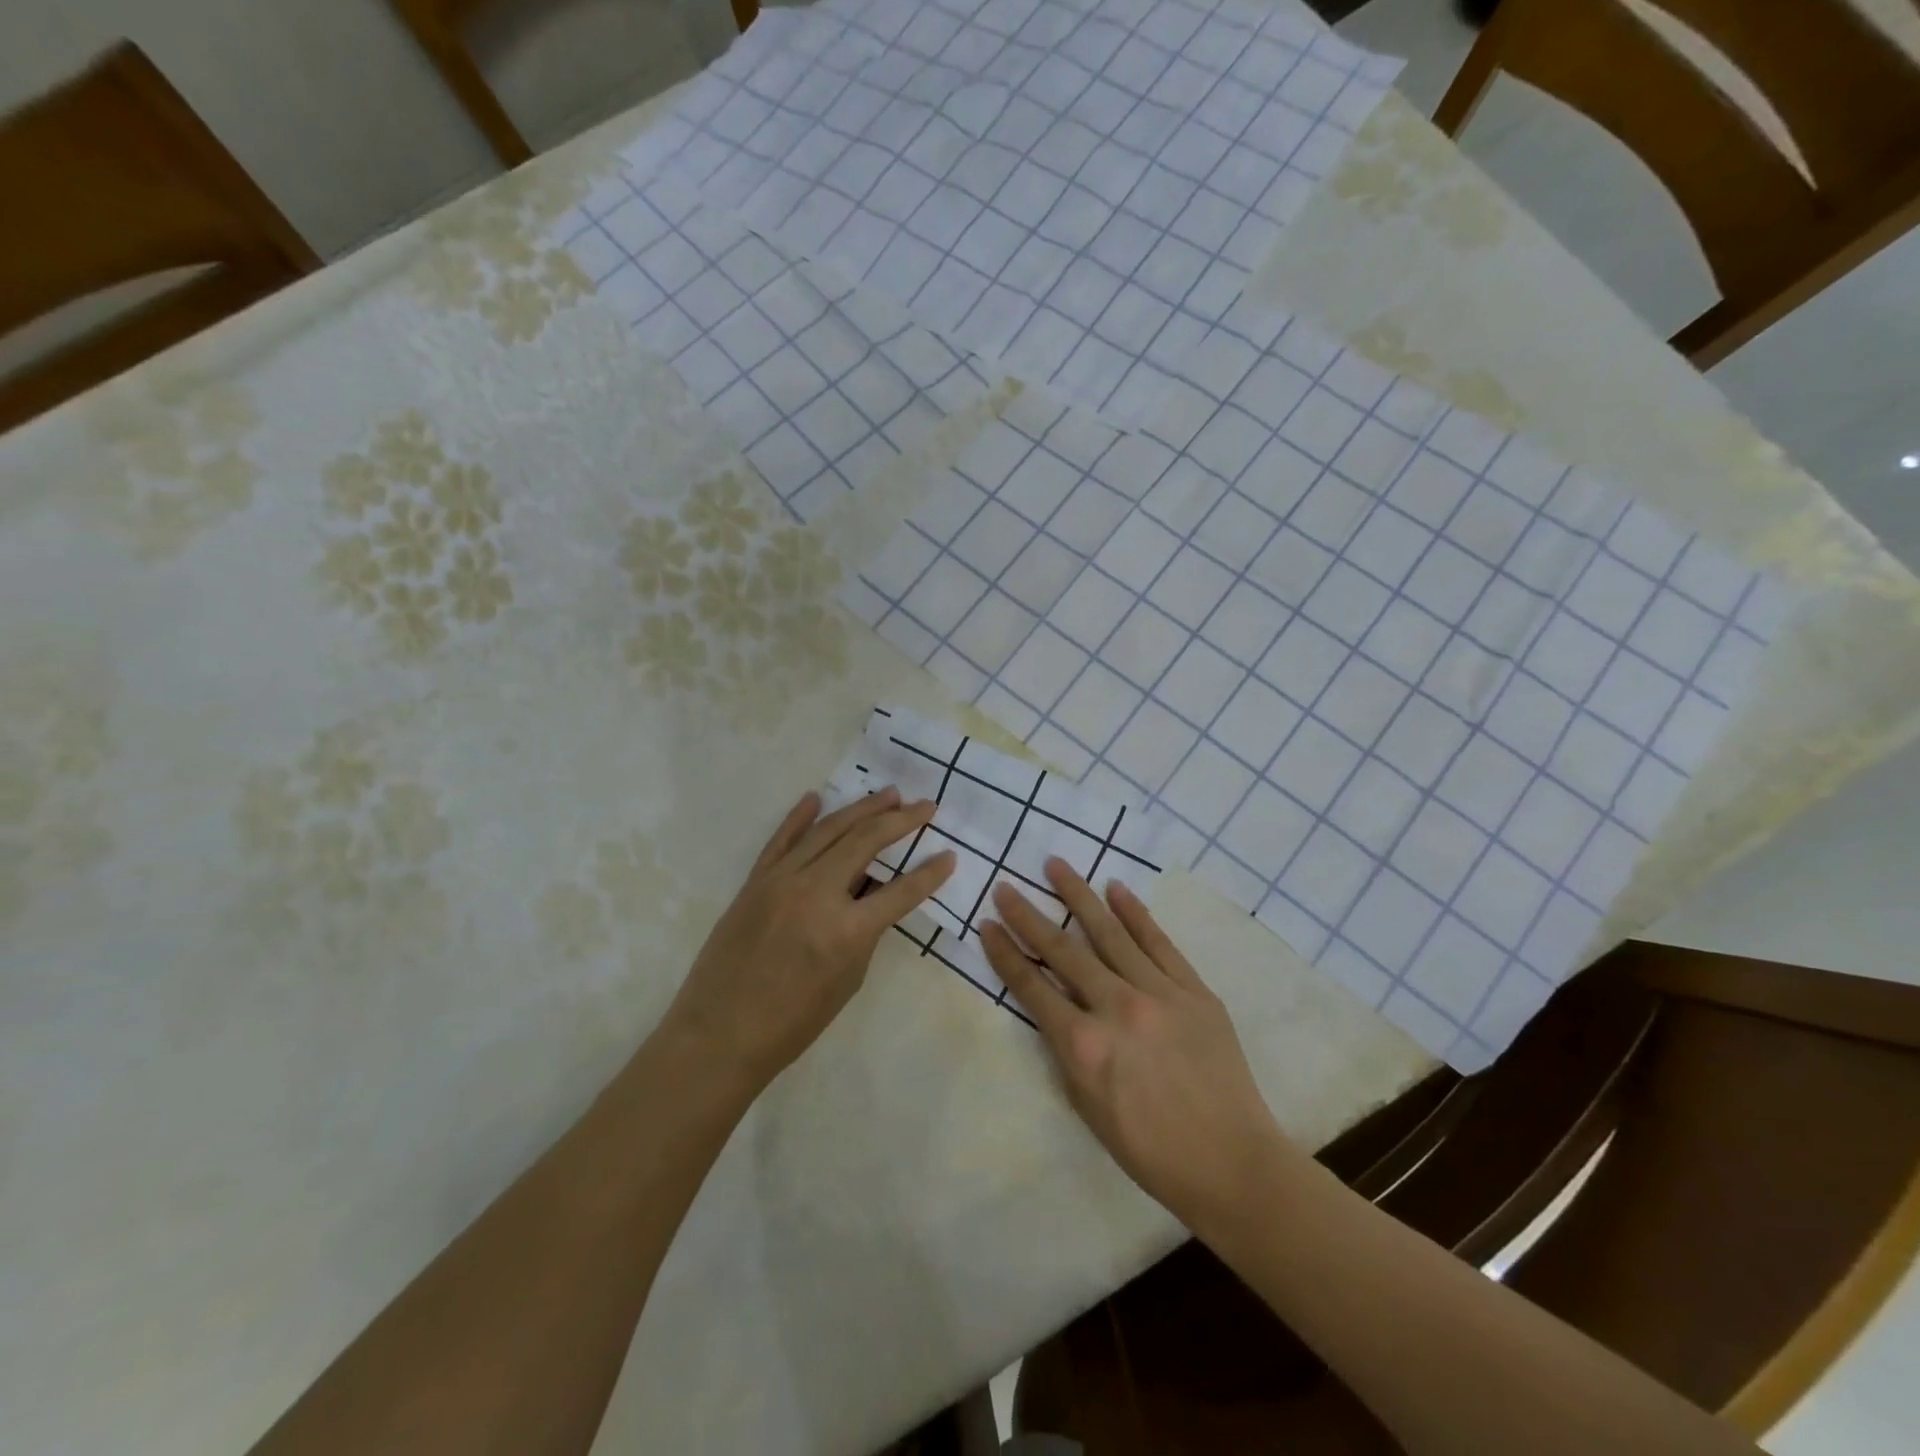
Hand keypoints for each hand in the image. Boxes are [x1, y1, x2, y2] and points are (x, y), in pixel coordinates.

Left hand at [661, 787, 954, 1093]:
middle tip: (924, 805)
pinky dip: (799, 817)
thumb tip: (870, 897)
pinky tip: (816, 797)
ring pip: (828, 830)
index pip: (901, 891)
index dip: (930, 873)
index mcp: (847, 930)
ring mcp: (782, 881)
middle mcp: (816, 893)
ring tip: (887, 794)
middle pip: (866, 842)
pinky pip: (781, 839)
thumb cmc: (792, 1023)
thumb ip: (864, 933)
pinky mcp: (755, 880)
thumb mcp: (847, 981)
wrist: (719, 1034)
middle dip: (900, 820)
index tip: (950, 855)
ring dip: (861, 809)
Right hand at [980, 860, 1295, 1227]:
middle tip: (1006, 887)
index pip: (1032, 987)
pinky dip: (1136, 913)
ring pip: (1110, 933)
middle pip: (1064, 951)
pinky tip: (1116, 889)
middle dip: (1029, 916)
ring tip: (1056, 865)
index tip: (987, 924)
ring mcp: (1159, 993)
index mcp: (1084, 1046)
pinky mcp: (1194, 990)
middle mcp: (1117, 1008)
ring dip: (1079, 896)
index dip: (1006, 954)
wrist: (1231, 1162)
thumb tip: (1055, 1006)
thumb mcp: (1087, 1107)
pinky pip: (1159, 942)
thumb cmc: (1150, 1149)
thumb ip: (1066, 1049)